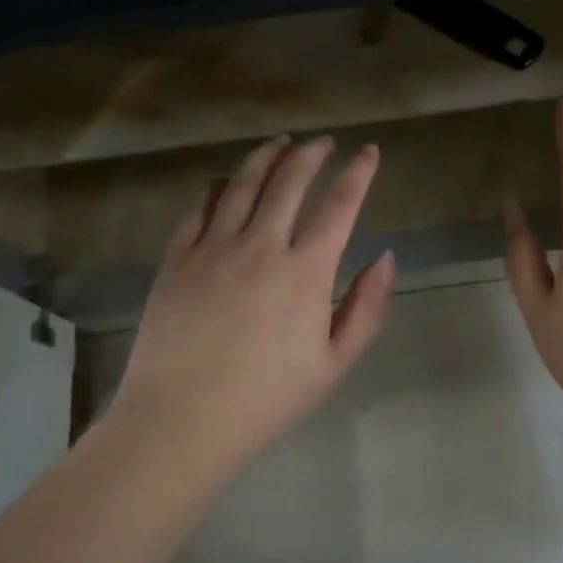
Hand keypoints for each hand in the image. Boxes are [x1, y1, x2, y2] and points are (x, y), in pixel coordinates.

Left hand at [109, 135, 395, 467]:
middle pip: (290, 182)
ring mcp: (213, 247)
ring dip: (266, 157)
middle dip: (312, 155)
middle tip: (323, 142)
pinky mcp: (177, 258)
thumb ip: (366, 308)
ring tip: (279, 143)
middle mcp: (261, 245)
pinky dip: (218, 187)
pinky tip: (225, 180)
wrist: (181, 420)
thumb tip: (385, 258)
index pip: (339, 206)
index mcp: (305, 272)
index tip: (368, 151)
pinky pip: (200, 208)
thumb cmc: (265, 400)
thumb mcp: (333, 365)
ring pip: (243, 184)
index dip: (358, 173)